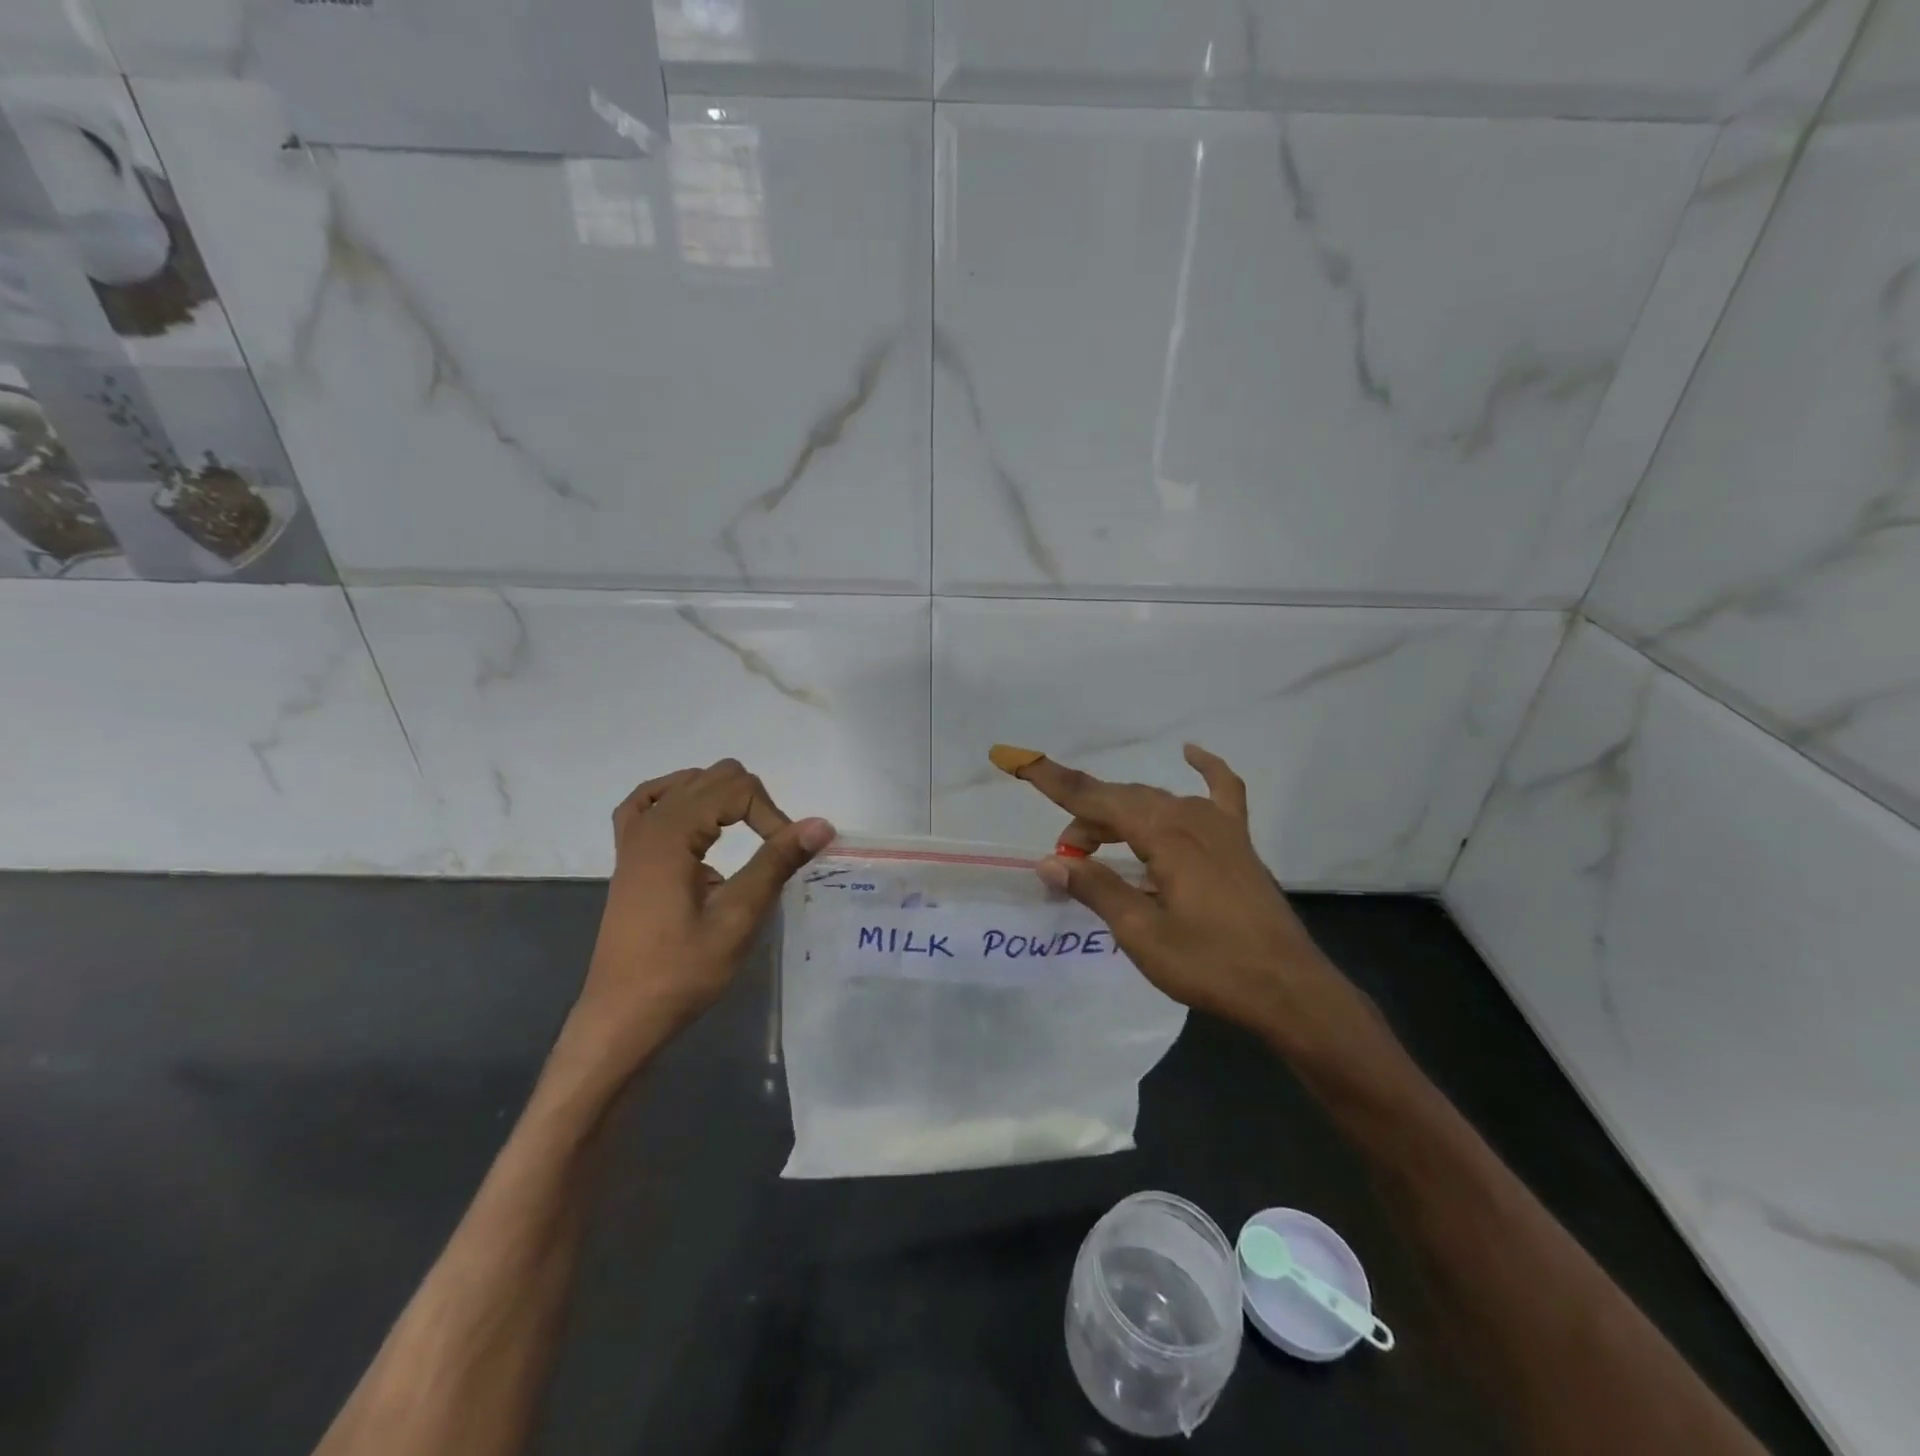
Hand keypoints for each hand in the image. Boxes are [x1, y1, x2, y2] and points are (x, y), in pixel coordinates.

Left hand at [563, 760, 833, 1077]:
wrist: (623, 1016)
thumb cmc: (681, 971)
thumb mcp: (737, 917)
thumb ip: (776, 863)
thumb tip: (821, 823)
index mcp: (671, 833)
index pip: (737, 789)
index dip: (772, 816)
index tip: (786, 858)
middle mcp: (649, 823)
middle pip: (715, 777)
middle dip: (754, 804)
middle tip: (771, 850)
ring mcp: (633, 839)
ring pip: (687, 783)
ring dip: (725, 802)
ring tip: (744, 840)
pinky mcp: (630, 857)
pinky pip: (650, 803)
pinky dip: (681, 801)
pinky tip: (698, 822)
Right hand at [995, 743, 1368, 1048]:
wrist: (1288, 988)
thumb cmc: (1211, 964)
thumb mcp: (1142, 933)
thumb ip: (1096, 889)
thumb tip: (1050, 860)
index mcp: (1163, 834)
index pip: (1095, 798)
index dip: (1053, 781)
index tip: (1018, 760)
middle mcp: (1189, 817)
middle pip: (1122, 800)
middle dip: (1085, 819)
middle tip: (1066, 857)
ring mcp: (1219, 825)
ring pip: (1157, 801)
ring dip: (1121, 814)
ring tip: (1097, 845)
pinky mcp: (1238, 841)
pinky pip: (1221, 790)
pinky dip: (1204, 768)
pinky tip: (1191, 752)